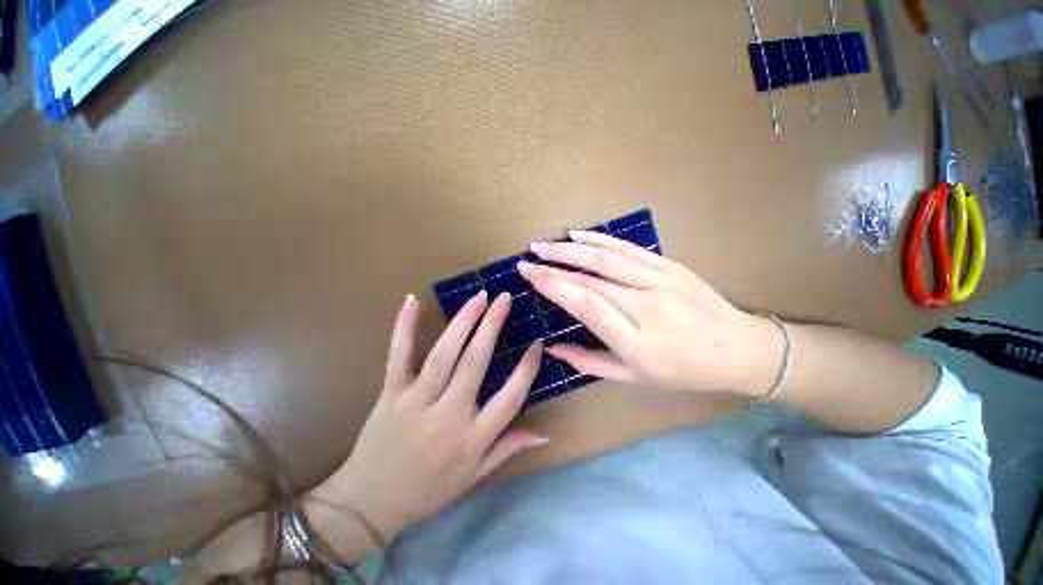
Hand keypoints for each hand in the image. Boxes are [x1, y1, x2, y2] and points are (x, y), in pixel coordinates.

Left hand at [324, 292, 546, 540]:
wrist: (374, 498)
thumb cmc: (427, 492)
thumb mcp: (472, 477)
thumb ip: (505, 450)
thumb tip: (543, 434)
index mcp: (473, 440)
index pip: (509, 398)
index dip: (526, 369)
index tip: (537, 344)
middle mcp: (449, 416)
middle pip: (476, 364)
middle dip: (492, 328)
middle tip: (504, 299)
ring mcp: (416, 403)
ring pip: (443, 355)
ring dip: (462, 322)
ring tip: (478, 297)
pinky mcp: (390, 395)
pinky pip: (398, 357)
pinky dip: (403, 328)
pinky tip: (411, 301)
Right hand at [518, 230, 781, 394]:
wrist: (736, 349)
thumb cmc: (686, 372)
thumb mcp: (637, 379)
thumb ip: (591, 363)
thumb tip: (553, 348)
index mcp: (638, 343)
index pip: (586, 305)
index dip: (553, 286)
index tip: (529, 275)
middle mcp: (648, 307)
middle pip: (594, 277)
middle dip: (555, 264)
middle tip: (528, 258)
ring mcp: (663, 282)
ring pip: (610, 257)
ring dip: (573, 247)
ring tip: (545, 244)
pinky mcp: (673, 266)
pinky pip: (632, 249)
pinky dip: (603, 239)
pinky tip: (580, 234)